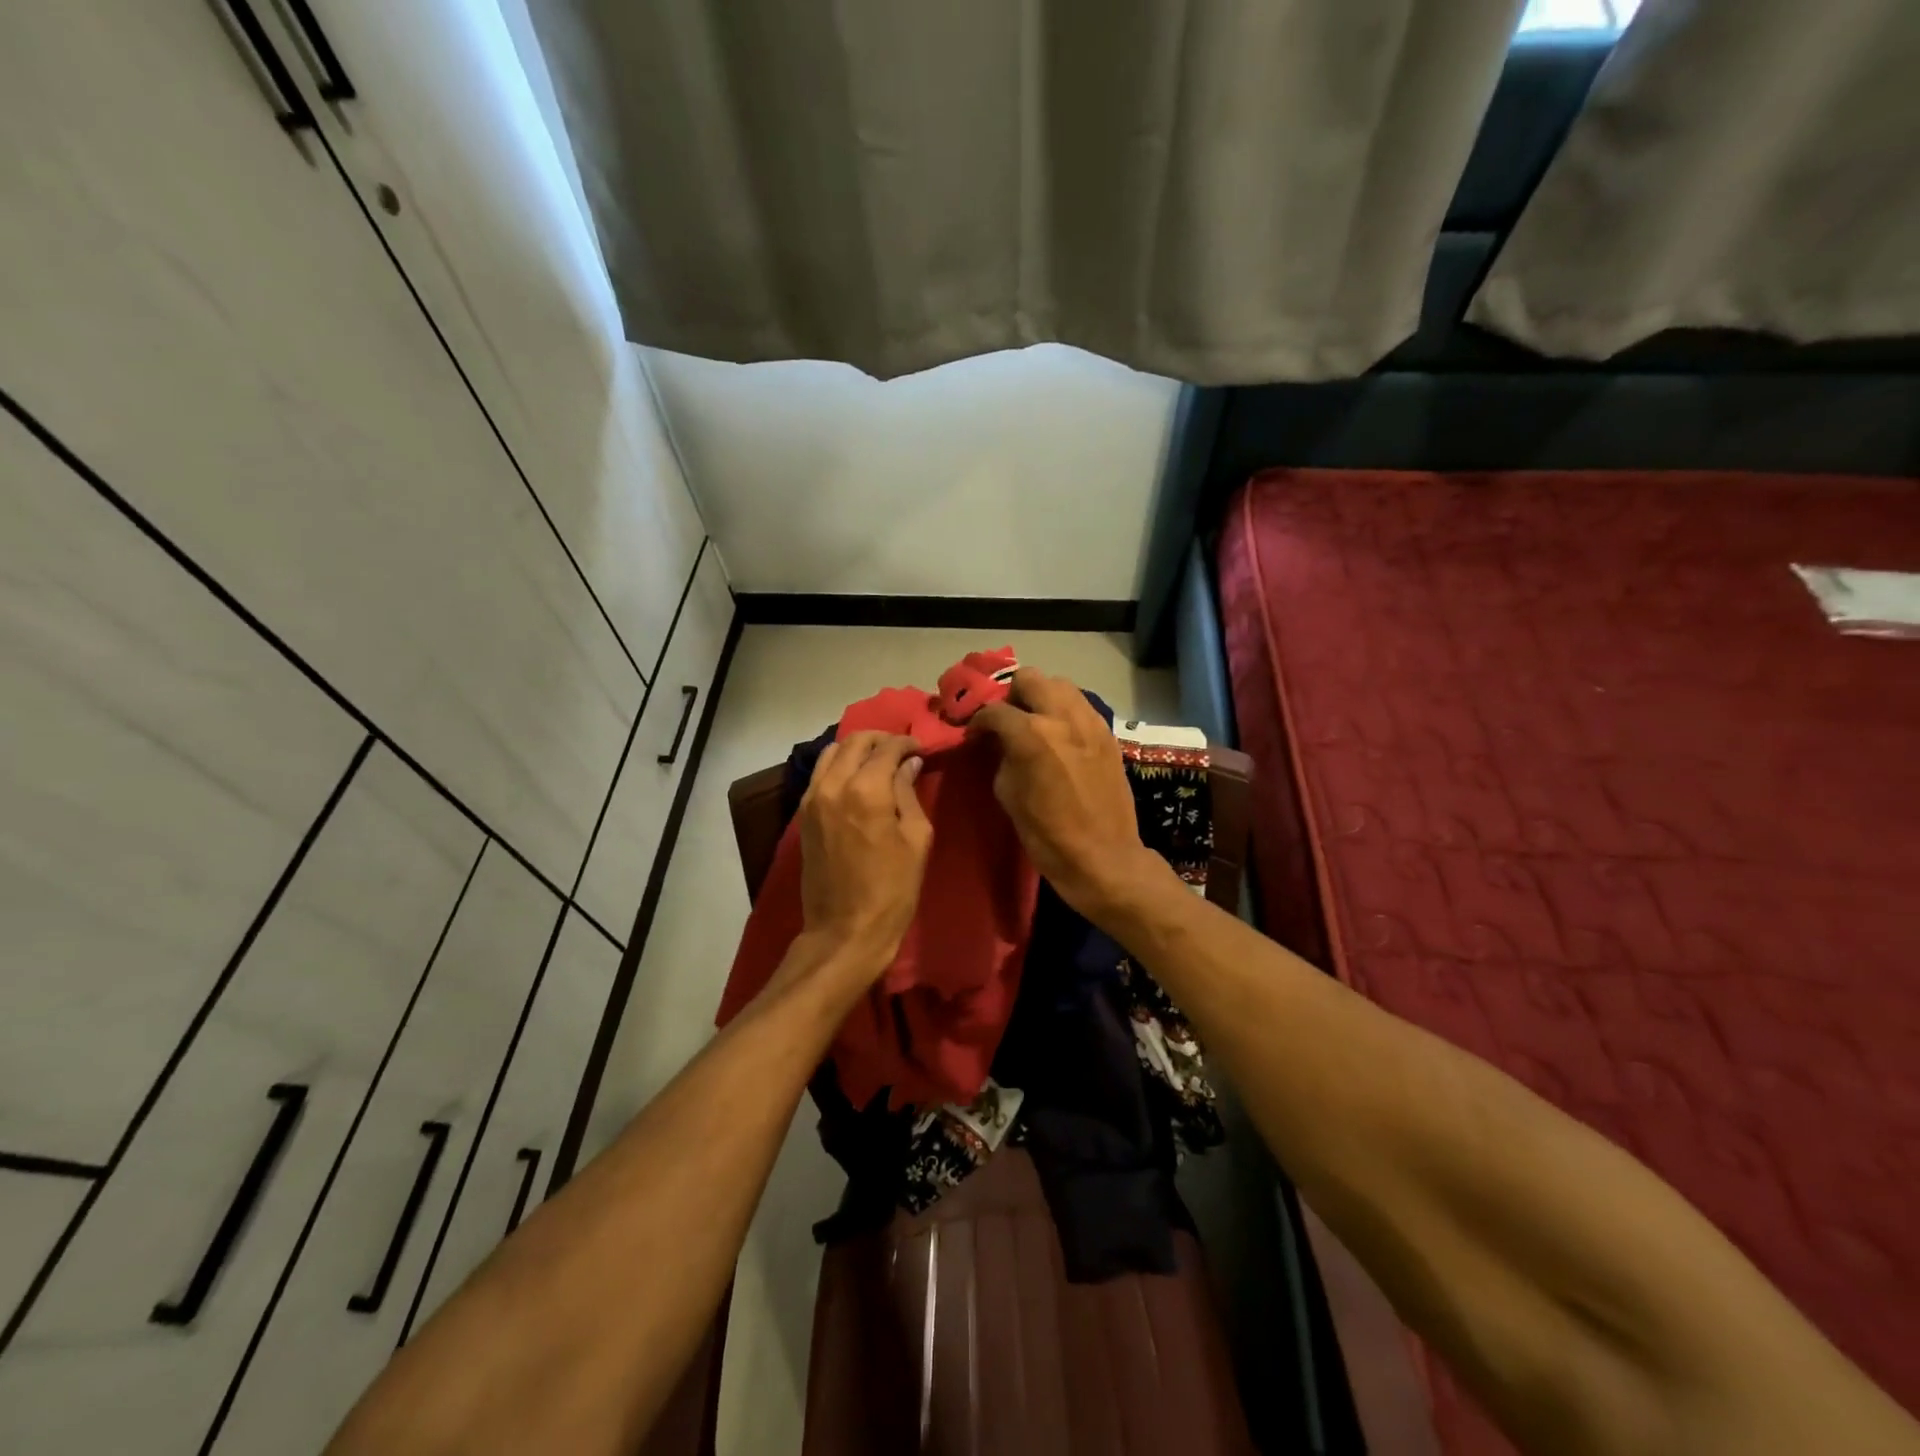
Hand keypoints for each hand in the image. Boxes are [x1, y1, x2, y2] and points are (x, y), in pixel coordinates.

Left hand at [796, 731, 932, 977]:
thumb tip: (909, 765)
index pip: (887, 748)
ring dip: (856, 749)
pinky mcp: (803, 814)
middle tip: (901, 751)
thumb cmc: (892, 889)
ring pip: (831, 753)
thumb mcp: (916, 839)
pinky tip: (857, 780)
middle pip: (854, 741)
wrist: (845, 930)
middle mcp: (833, 785)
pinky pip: (820, 774)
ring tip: (878, 762)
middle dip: (880, 739)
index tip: (921, 749)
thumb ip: (909, 794)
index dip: (907, 743)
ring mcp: (812, 799)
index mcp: (866, 790)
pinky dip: (839, 766)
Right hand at [969, 669, 1173, 924]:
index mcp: (1032, 734)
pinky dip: (1065, 711)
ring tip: (1034, 721)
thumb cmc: (1047, 835)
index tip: (974, 734)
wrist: (1103, 857)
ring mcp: (1090, 723)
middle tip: (1007, 719)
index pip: (995, 711)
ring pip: (1061, 685)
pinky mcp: (1108, 734)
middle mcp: (1062, 717)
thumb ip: (1002, 757)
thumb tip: (1000, 742)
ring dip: (1041, 697)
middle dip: (1012, 694)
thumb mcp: (1009, 795)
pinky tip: (1059, 734)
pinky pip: (1081, 706)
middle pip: (1030, 678)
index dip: (979, 721)